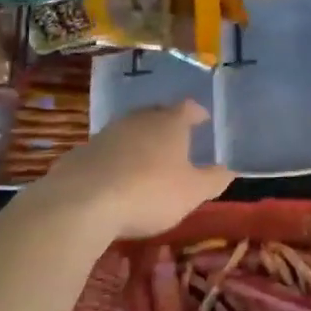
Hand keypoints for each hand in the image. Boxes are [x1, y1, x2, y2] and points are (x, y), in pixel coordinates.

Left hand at [35, 101, 232, 241]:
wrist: (82, 202)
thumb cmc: (149, 193)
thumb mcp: (192, 193)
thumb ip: (213, 180)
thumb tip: (229, 169)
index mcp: (170, 124)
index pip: (187, 108)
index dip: (197, 113)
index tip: (202, 119)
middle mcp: (138, 120)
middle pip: (156, 114)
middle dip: (167, 124)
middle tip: (176, 138)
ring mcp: (107, 133)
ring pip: (129, 130)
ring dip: (140, 141)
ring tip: (147, 158)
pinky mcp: (82, 152)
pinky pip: (107, 150)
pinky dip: (116, 158)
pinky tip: (116, 176)